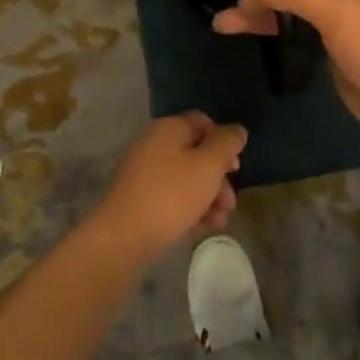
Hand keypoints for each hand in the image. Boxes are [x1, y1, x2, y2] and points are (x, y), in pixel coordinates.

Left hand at [94, 112, 245, 261]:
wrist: (122, 237)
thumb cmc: (172, 194)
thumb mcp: (209, 165)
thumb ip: (228, 143)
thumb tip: (237, 130)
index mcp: (169, 128)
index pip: (203, 122)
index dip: (223, 141)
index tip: (234, 166)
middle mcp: (154, 144)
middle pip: (196, 153)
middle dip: (218, 177)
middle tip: (230, 202)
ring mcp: (143, 173)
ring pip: (186, 178)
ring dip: (208, 197)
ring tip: (220, 220)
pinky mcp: (138, 199)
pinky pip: (171, 197)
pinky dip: (189, 208)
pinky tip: (202, 227)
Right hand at [212, 0, 359, 151]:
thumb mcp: (339, 15)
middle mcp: (348, 8)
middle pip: (296, 2)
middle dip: (261, 8)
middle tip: (222, 21)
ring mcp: (345, 40)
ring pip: (299, 28)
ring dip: (268, 28)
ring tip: (227, 31)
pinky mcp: (342, 70)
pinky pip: (308, 52)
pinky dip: (284, 49)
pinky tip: (262, 49)